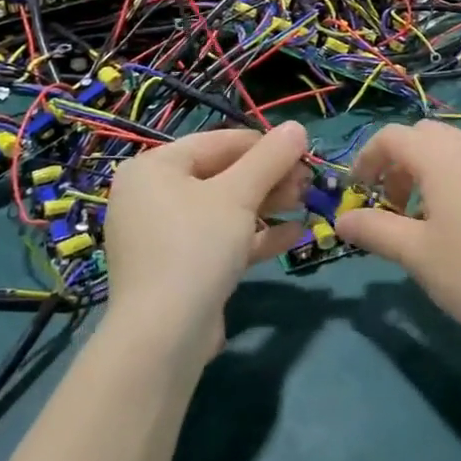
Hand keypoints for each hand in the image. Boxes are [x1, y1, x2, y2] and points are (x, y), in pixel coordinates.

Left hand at [103, 123, 309, 360]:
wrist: (165, 334)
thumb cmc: (197, 245)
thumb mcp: (239, 194)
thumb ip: (270, 158)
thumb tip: (298, 126)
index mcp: (154, 168)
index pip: (217, 141)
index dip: (264, 144)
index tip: (303, 151)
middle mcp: (152, 197)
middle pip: (222, 175)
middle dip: (269, 178)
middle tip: (308, 182)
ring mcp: (164, 235)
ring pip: (225, 209)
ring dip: (268, 205)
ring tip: (306, 203)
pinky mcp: (180, 268)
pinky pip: (220, 240)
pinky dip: (254, 235)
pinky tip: (294, 234)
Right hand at [337, 122, 460, 355]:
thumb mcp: (415, 254)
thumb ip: (374, 229)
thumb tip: (342, 219)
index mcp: (444, 158)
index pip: (393, 137)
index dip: (366, 158)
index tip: (356, 193)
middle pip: (423, 136)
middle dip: (396, 162)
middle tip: (388, 205)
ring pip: (451, 149)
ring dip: (424, 171)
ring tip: (420, 219)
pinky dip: (452, 178)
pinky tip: (456, 224)